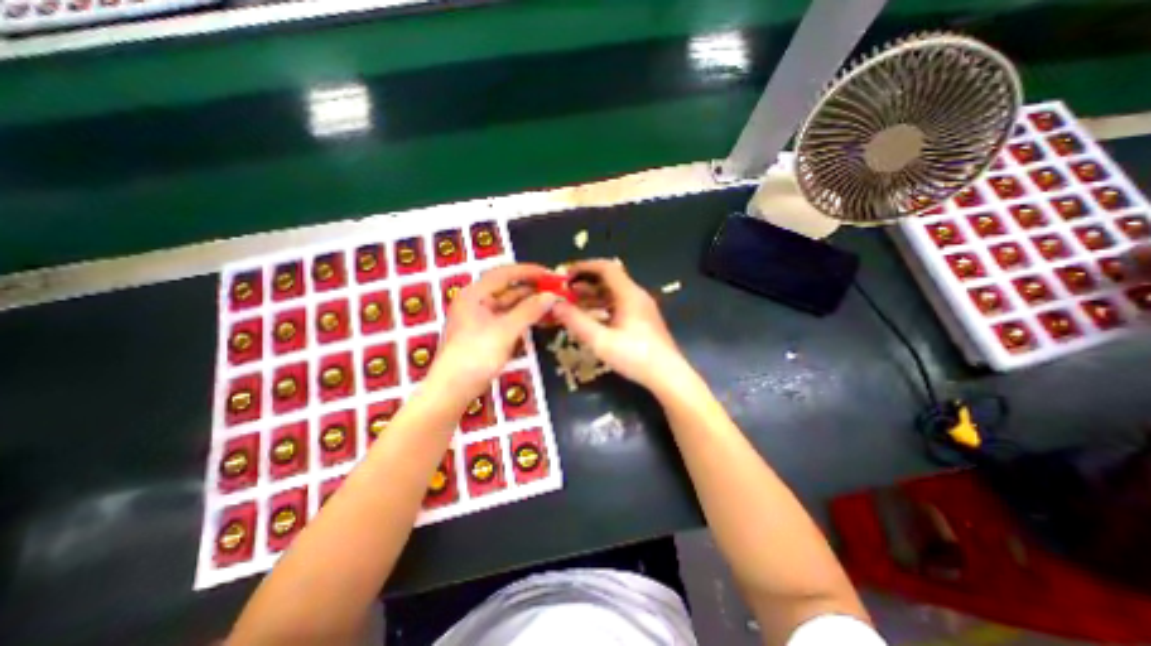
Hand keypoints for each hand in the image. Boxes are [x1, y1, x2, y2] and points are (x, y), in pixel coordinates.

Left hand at [430, 262, 559, 397]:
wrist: (453, 389)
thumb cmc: (476, 355)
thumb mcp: (505, 330)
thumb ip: (529, 310)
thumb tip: (552, 295)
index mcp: (475, 294)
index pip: (505, 273)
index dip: (529, 271)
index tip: (551, 275)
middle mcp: (477, 302)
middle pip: (508, 289)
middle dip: (533, 289)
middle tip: (557, 291)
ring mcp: (482, 318)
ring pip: (510, 305)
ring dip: (531, 304)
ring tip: (554, 304)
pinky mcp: (487, 333)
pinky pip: (509, 319)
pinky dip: (524, 318)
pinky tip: (541, 318)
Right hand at [552, 261, 687, 391]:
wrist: (668, 375)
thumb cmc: (635, 356)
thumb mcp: (601, 340)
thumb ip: (576, 321)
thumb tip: (555, 304)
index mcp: (629, 294)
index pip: (606, 268)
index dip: (584, 266)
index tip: (565, 273)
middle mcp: (637, 296)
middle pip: (609, 279)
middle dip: (585, 283)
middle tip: (564, 292)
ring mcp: (641, 308)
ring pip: (613, 294)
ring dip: (592, 296)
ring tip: (572, 304)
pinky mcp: (643, 320)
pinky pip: (619, 305)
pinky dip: (602, 307)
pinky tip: (591, 318)